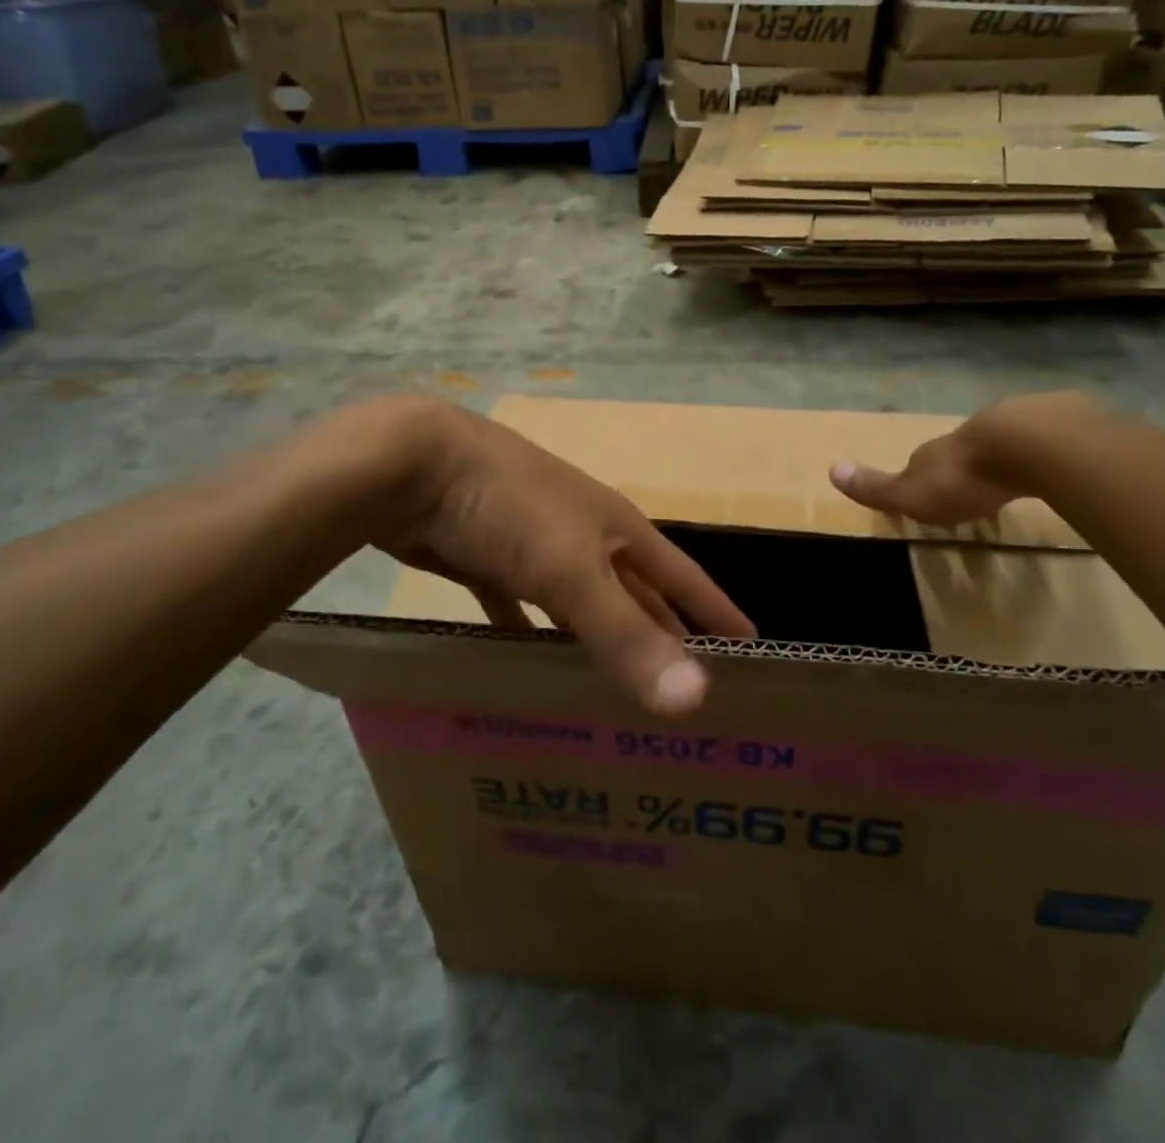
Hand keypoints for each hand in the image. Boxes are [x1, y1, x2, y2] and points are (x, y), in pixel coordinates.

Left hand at [359, 399, 753, 714]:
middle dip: (662, 636)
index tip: (751, 648)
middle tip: (687, 694)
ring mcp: (535, 547)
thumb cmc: (509, 507)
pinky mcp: (488, 561)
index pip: (683, 576)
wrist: (413, 465)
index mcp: (617, 530)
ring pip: (579, 605)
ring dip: (597, 643)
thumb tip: (697, 698)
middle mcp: (585, 537)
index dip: (715, 610)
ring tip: (617, 696)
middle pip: (636, 594)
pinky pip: (520, 609)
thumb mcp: (572, 570)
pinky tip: (531, 667)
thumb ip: (628, 634)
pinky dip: (529, 637)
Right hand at [829, 392, 1102, 524]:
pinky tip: (1051, 469)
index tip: (927, 496)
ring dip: (1005, 460)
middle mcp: (969, 433)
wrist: (1027, 444)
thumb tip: (831, 469)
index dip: (922, 478)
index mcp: (936, 452)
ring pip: (1004, 443)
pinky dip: (1043, 455)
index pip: (922, 463)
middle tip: (973, 490)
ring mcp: (1014, 425)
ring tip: (1011, 481)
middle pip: (962, 451)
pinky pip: (1045, 442)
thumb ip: (876, 487)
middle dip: (965, 467)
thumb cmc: (963, 477)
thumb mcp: (911, 492)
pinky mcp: (1058, 427)